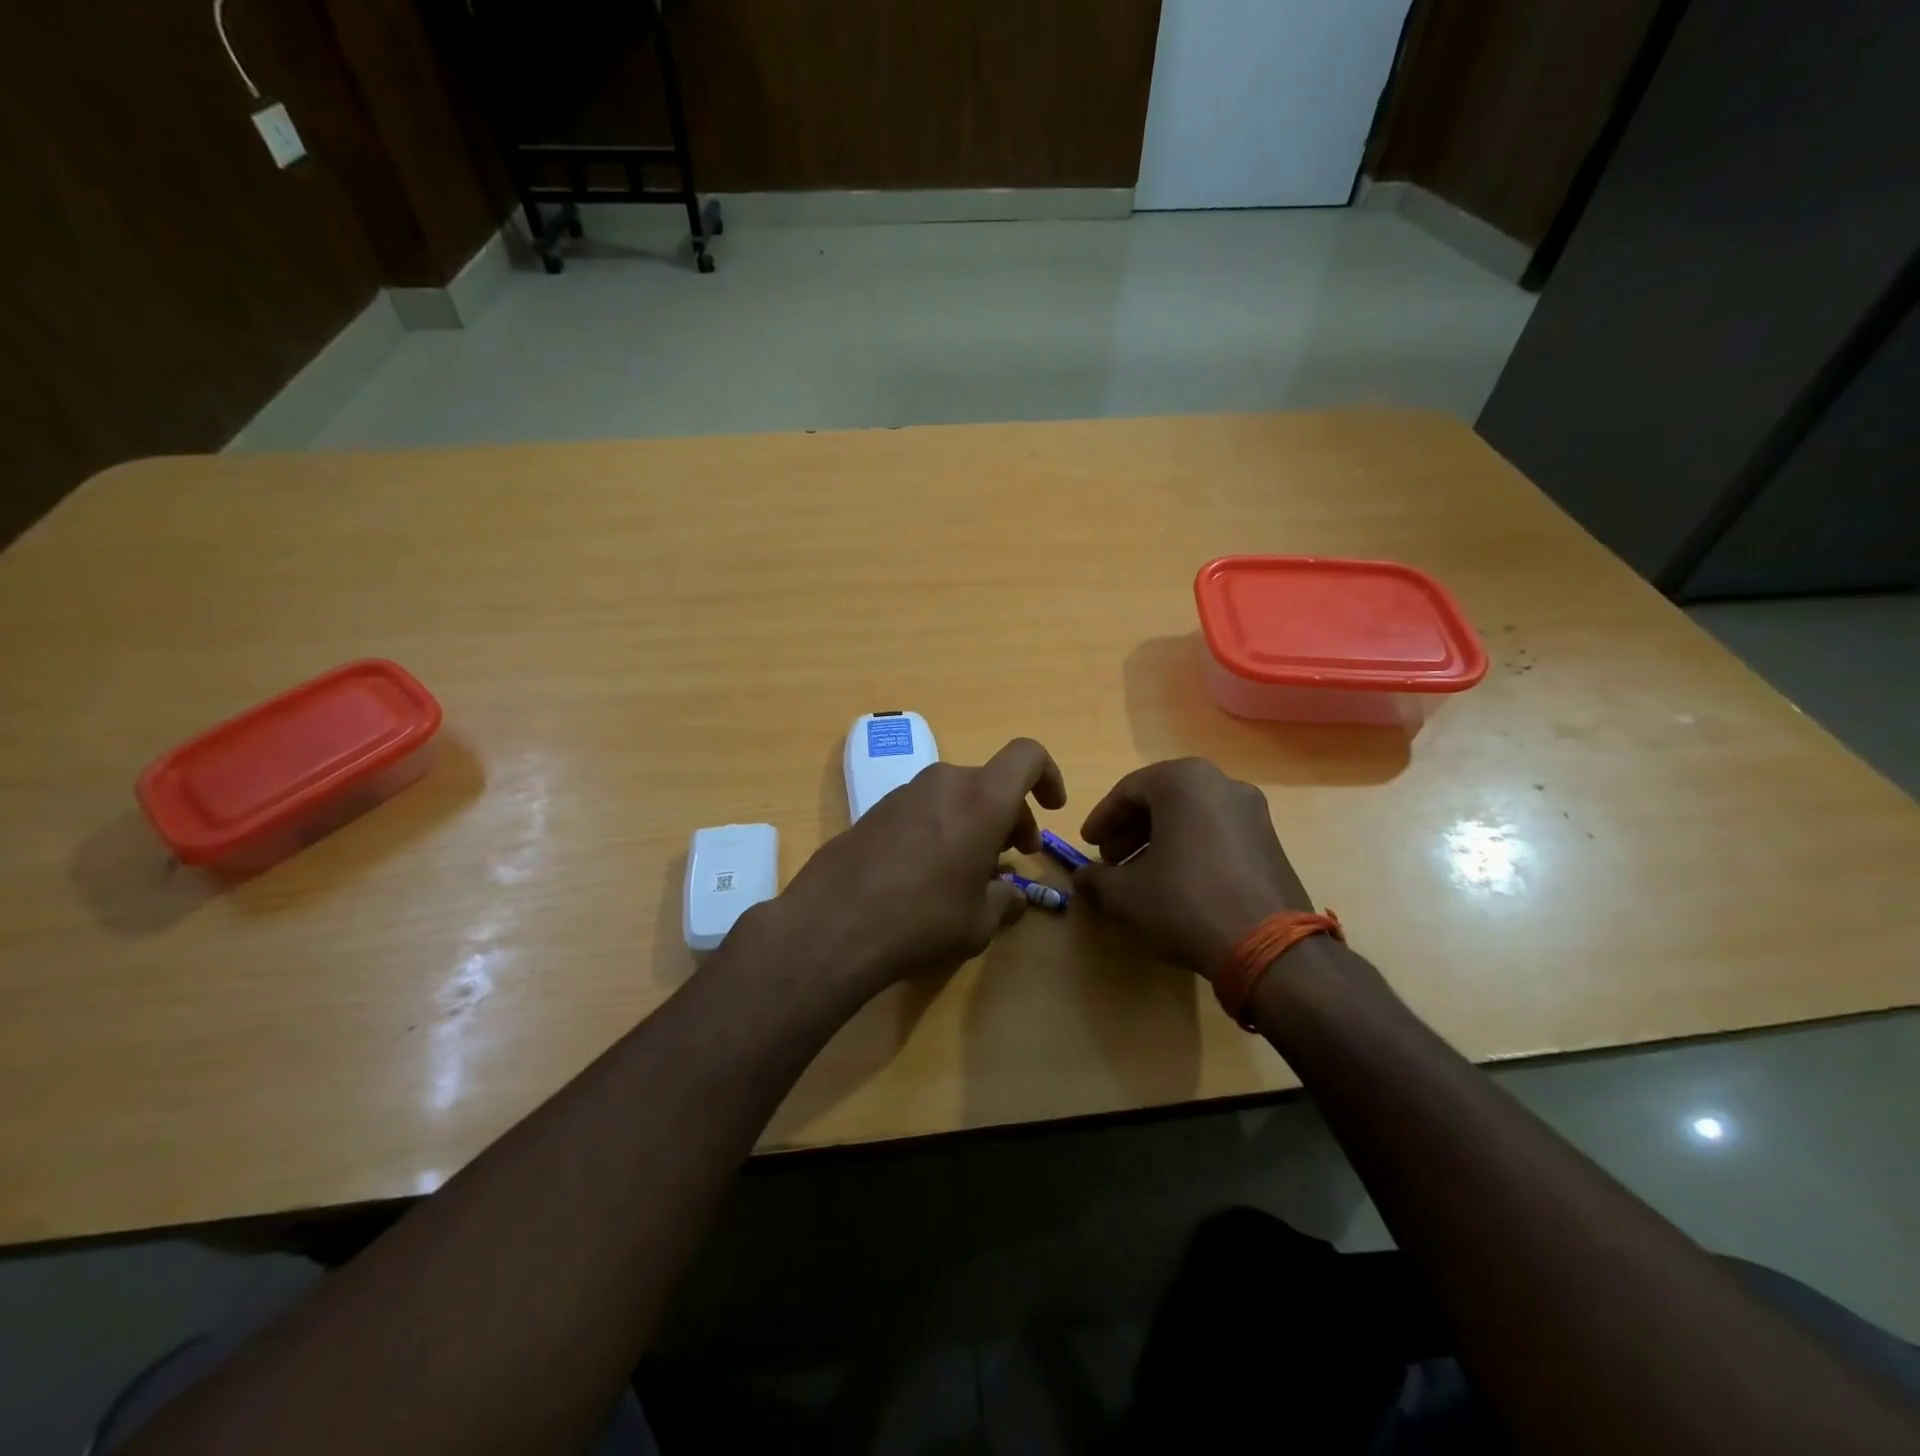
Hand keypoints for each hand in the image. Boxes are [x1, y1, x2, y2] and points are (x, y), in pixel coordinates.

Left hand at [769, 738, 1067, 992]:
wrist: (834, 922)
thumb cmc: (924, 919)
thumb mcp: (979, 921)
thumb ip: (1005, 901)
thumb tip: (1012, 896)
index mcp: (982, 798)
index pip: (1027, 756)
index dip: (1048, 775)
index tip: (1052, 808)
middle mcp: (944, 782)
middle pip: (991, 782)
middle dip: (1011, 814)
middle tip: (1015, 854)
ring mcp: (905, 792)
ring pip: (956, 794)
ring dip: (974, 822)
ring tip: (970, 869)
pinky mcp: (876, 809)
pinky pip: (924, 808)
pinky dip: (941, 827)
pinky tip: (928, 872)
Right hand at [1072, 758, 1313, 976]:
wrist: (1268, 947)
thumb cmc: (1185, 903)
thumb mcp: (1125, 894)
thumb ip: (1096, 879)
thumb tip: (1083, 878)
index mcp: (1185, 781)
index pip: (1129, 790)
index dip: (1102, 819)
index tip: (1087, 845)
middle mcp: (1222, 783)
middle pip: (1162, 799)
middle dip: (1131, 829)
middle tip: (1111, 860)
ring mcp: (1253, 811)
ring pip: (1191, 816)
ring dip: (1160, 840)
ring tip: (1141, 875)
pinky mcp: (1271, 841)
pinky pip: (1217, 833)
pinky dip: (1191, 848)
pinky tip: (1177, 883)